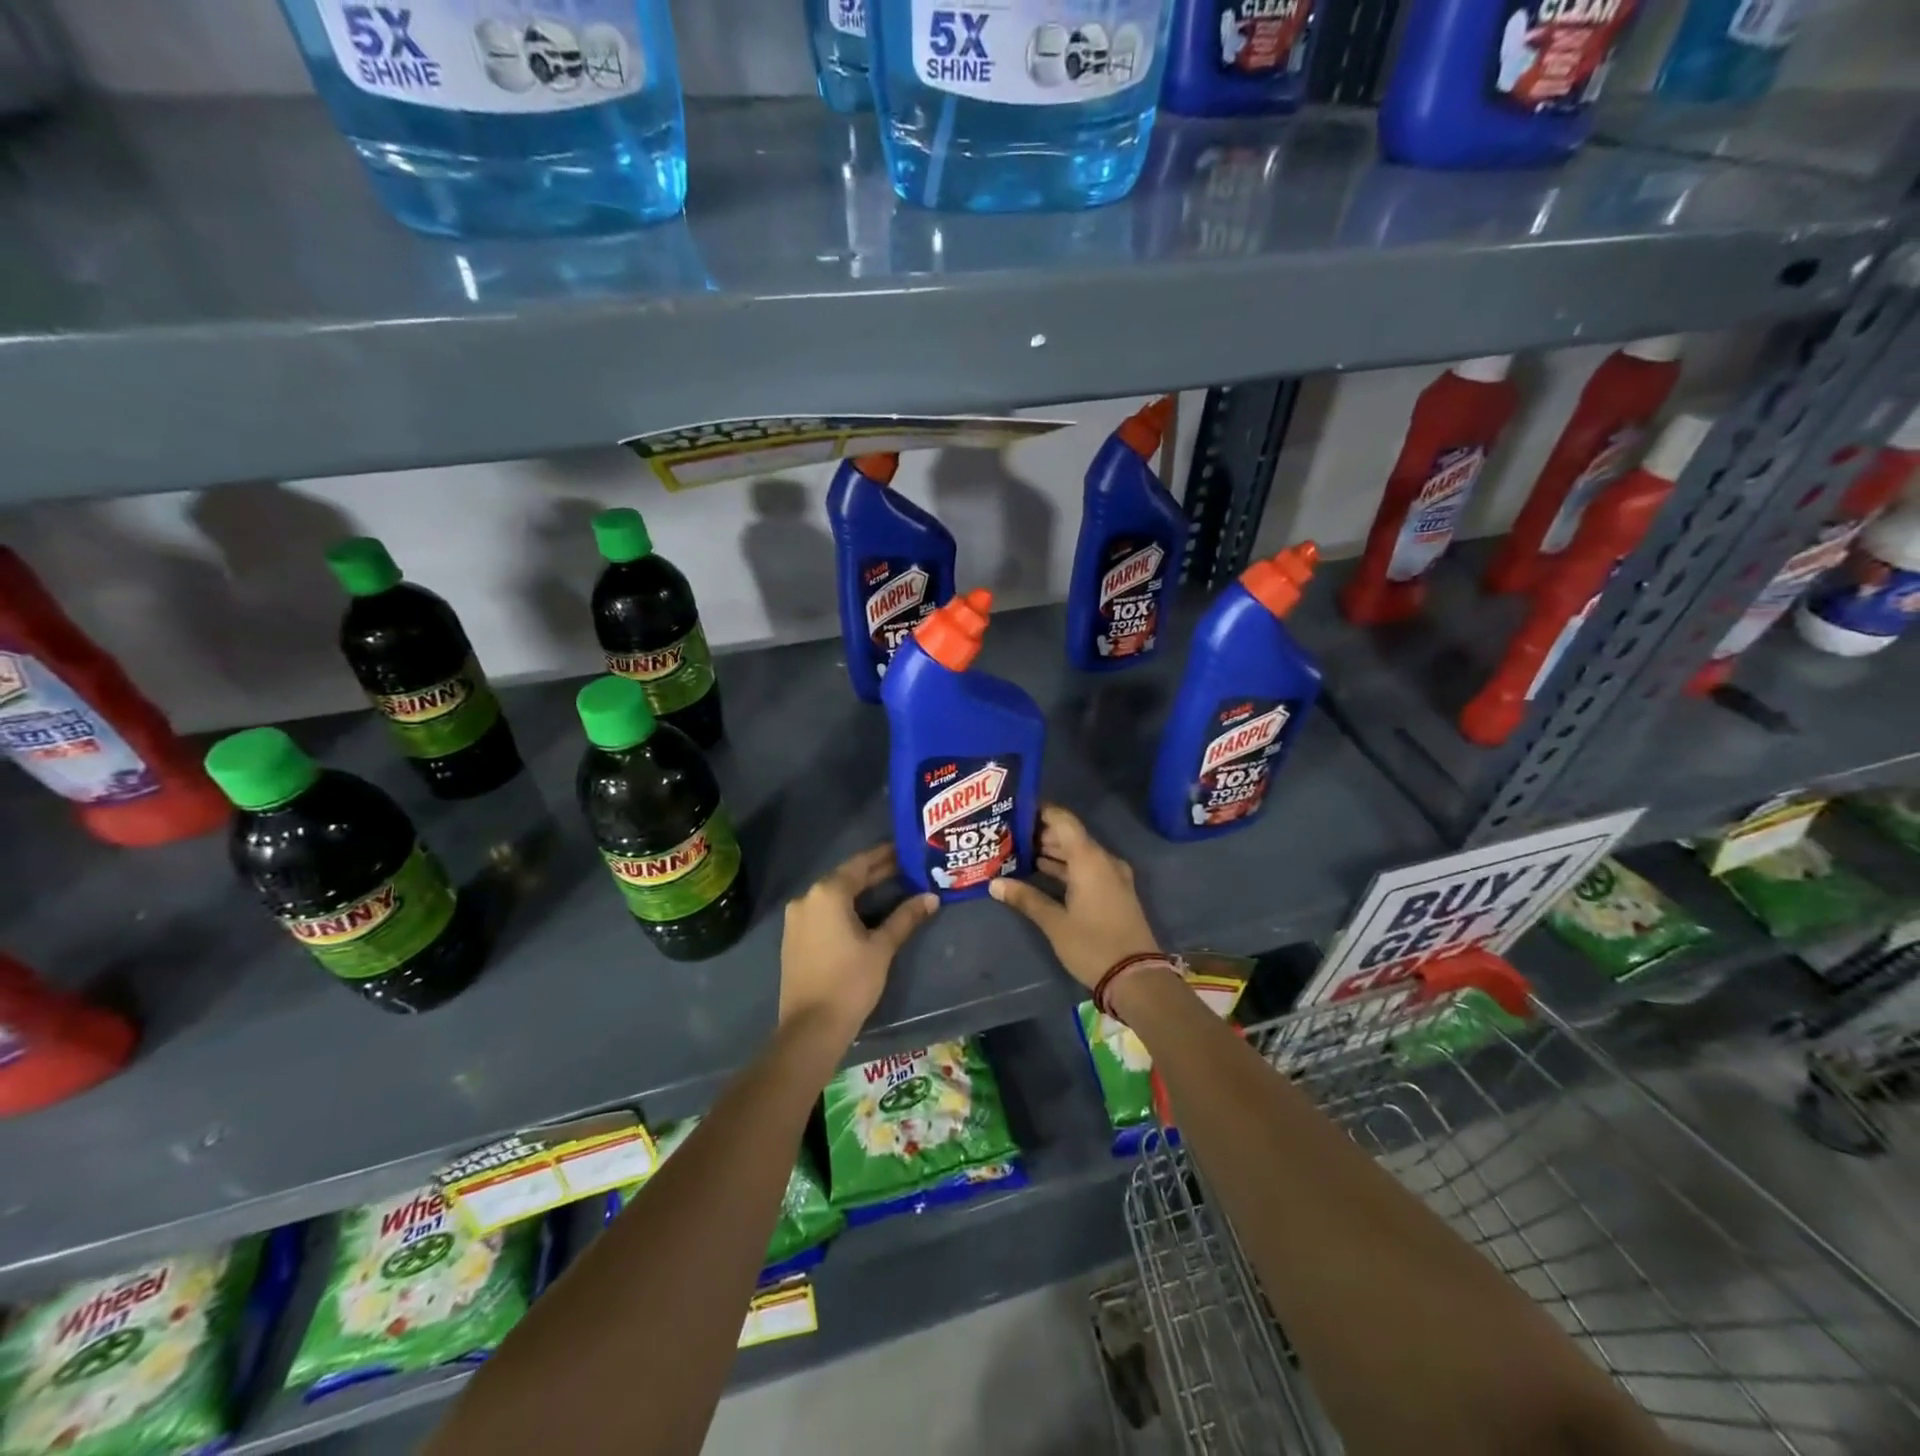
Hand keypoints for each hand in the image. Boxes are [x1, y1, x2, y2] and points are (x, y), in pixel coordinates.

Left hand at [780, 844, 937, 1040]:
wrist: (811, 1028)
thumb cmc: (850, 982)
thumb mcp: (882, 947)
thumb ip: (905, 917)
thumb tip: (931, 897)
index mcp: (827, 893)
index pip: (860, 864)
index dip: (885, 855)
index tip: (906, 849)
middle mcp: (807, 898)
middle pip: (846, 878)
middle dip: (875, 873)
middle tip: (906, 868)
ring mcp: (796, 919)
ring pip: (834, 895)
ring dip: (860, 891)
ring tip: (892, 887)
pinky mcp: (794, 938)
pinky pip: (823, 911)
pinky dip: (845, 907)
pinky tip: (865, 912)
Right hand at [989, 805, 1158, 990]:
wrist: (1137, 978)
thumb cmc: (1093, 945)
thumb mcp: (1055, 923)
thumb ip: (1026, 898)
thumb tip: (994, 883)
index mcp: (1089, 859)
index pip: (1063, 820)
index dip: (1040, 811)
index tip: (1014, 810)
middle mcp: (1103, 860)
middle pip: (1070, 835)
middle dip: (1040, 833)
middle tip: (1008, 834)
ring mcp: (1112, 876)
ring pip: (1078, 853)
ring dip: (1052, 851)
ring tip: (1018, 851)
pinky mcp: (1114, 892)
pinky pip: (1086, 868)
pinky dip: (1065, 867)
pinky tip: (1041, 873)